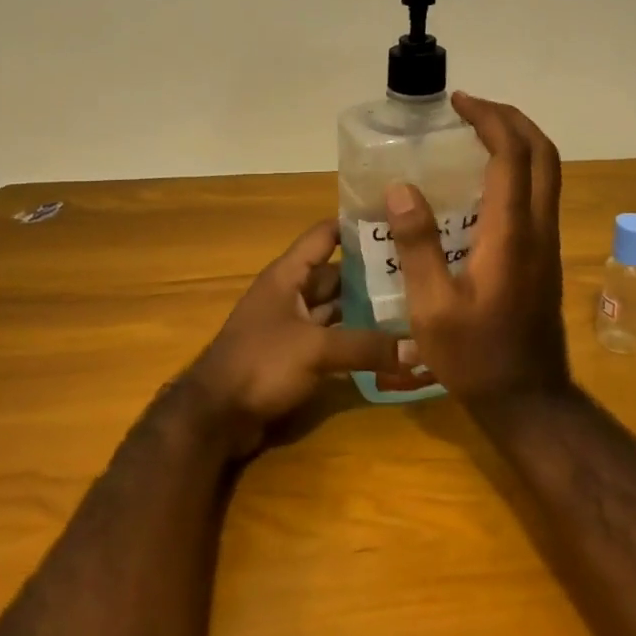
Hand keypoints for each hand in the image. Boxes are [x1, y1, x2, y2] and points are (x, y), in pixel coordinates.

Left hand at [187, 220, 407, 456]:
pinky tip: (386, 343)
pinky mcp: (294, 354)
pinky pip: (330, 337)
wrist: (216, 415)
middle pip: (335, 274)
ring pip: (335, 307)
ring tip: (410, 305)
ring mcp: (291, 325)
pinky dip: (354, 338)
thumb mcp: (315, 349)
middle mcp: (289, 293)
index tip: (395, 221)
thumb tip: (419, 348)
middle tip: (417, 271)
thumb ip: (366, 346)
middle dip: (371, 273)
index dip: (355, 225)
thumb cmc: (261, 363)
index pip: (324, 235)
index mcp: (287, 275)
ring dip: (365, 308)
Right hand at [384, 92, 570, 406]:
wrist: (528, 400)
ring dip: (519, 142)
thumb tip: (402, 188)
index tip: (459, 103)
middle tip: (472, 108)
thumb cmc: (474, 357)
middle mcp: (539, 229)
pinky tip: (482, 183)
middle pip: (544, 154)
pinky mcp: (544, 257)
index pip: (512, 156)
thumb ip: (417, 245)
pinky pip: (539, 195)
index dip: (490, 120)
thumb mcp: (431, 307)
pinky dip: (518, 169)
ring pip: (548, 173)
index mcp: (512, 234)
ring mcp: (547, 244)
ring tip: (477, 133)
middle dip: (511, 120)